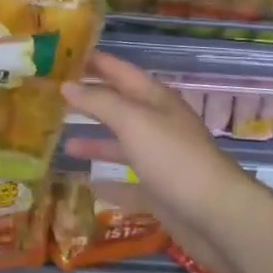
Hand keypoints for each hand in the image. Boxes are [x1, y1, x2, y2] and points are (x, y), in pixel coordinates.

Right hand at [61, 52, 269, 272]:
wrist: (218, 217)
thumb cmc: (174, 158)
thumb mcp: (133, 121)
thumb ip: (99, 102)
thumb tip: (67, 85)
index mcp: (155, 99)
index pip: (120, 70)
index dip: (95, 61)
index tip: (63, 55)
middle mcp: (157, 124)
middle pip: (119, 106)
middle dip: (90, 99)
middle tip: (54, 95)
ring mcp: (160, 159)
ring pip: (122, 144)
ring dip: (95, 141)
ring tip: (63, 142)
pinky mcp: (161, 193)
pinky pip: (129, 184)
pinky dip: (109, 183)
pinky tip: (86, 185)